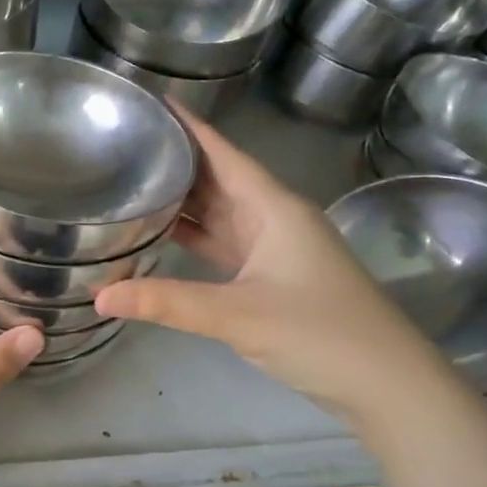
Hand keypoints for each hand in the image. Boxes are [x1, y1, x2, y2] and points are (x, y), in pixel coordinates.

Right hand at [94, 109, 452, 422]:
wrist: (387, 384)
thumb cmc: (320, 334)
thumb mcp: (237, 315)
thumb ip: (167, 303)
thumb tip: (99, 296)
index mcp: (273, 208)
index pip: (222, 153)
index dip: (187, 126)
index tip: (148, 102)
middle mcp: (274, 218)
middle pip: (217, 178)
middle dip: (174, 160)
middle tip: (122, 143)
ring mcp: (274, 248)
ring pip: (219, 212)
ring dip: (181, 199)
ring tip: (131, 181)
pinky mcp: (270, 277)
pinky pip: (223, 243)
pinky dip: (192, 237)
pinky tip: (160, 235)